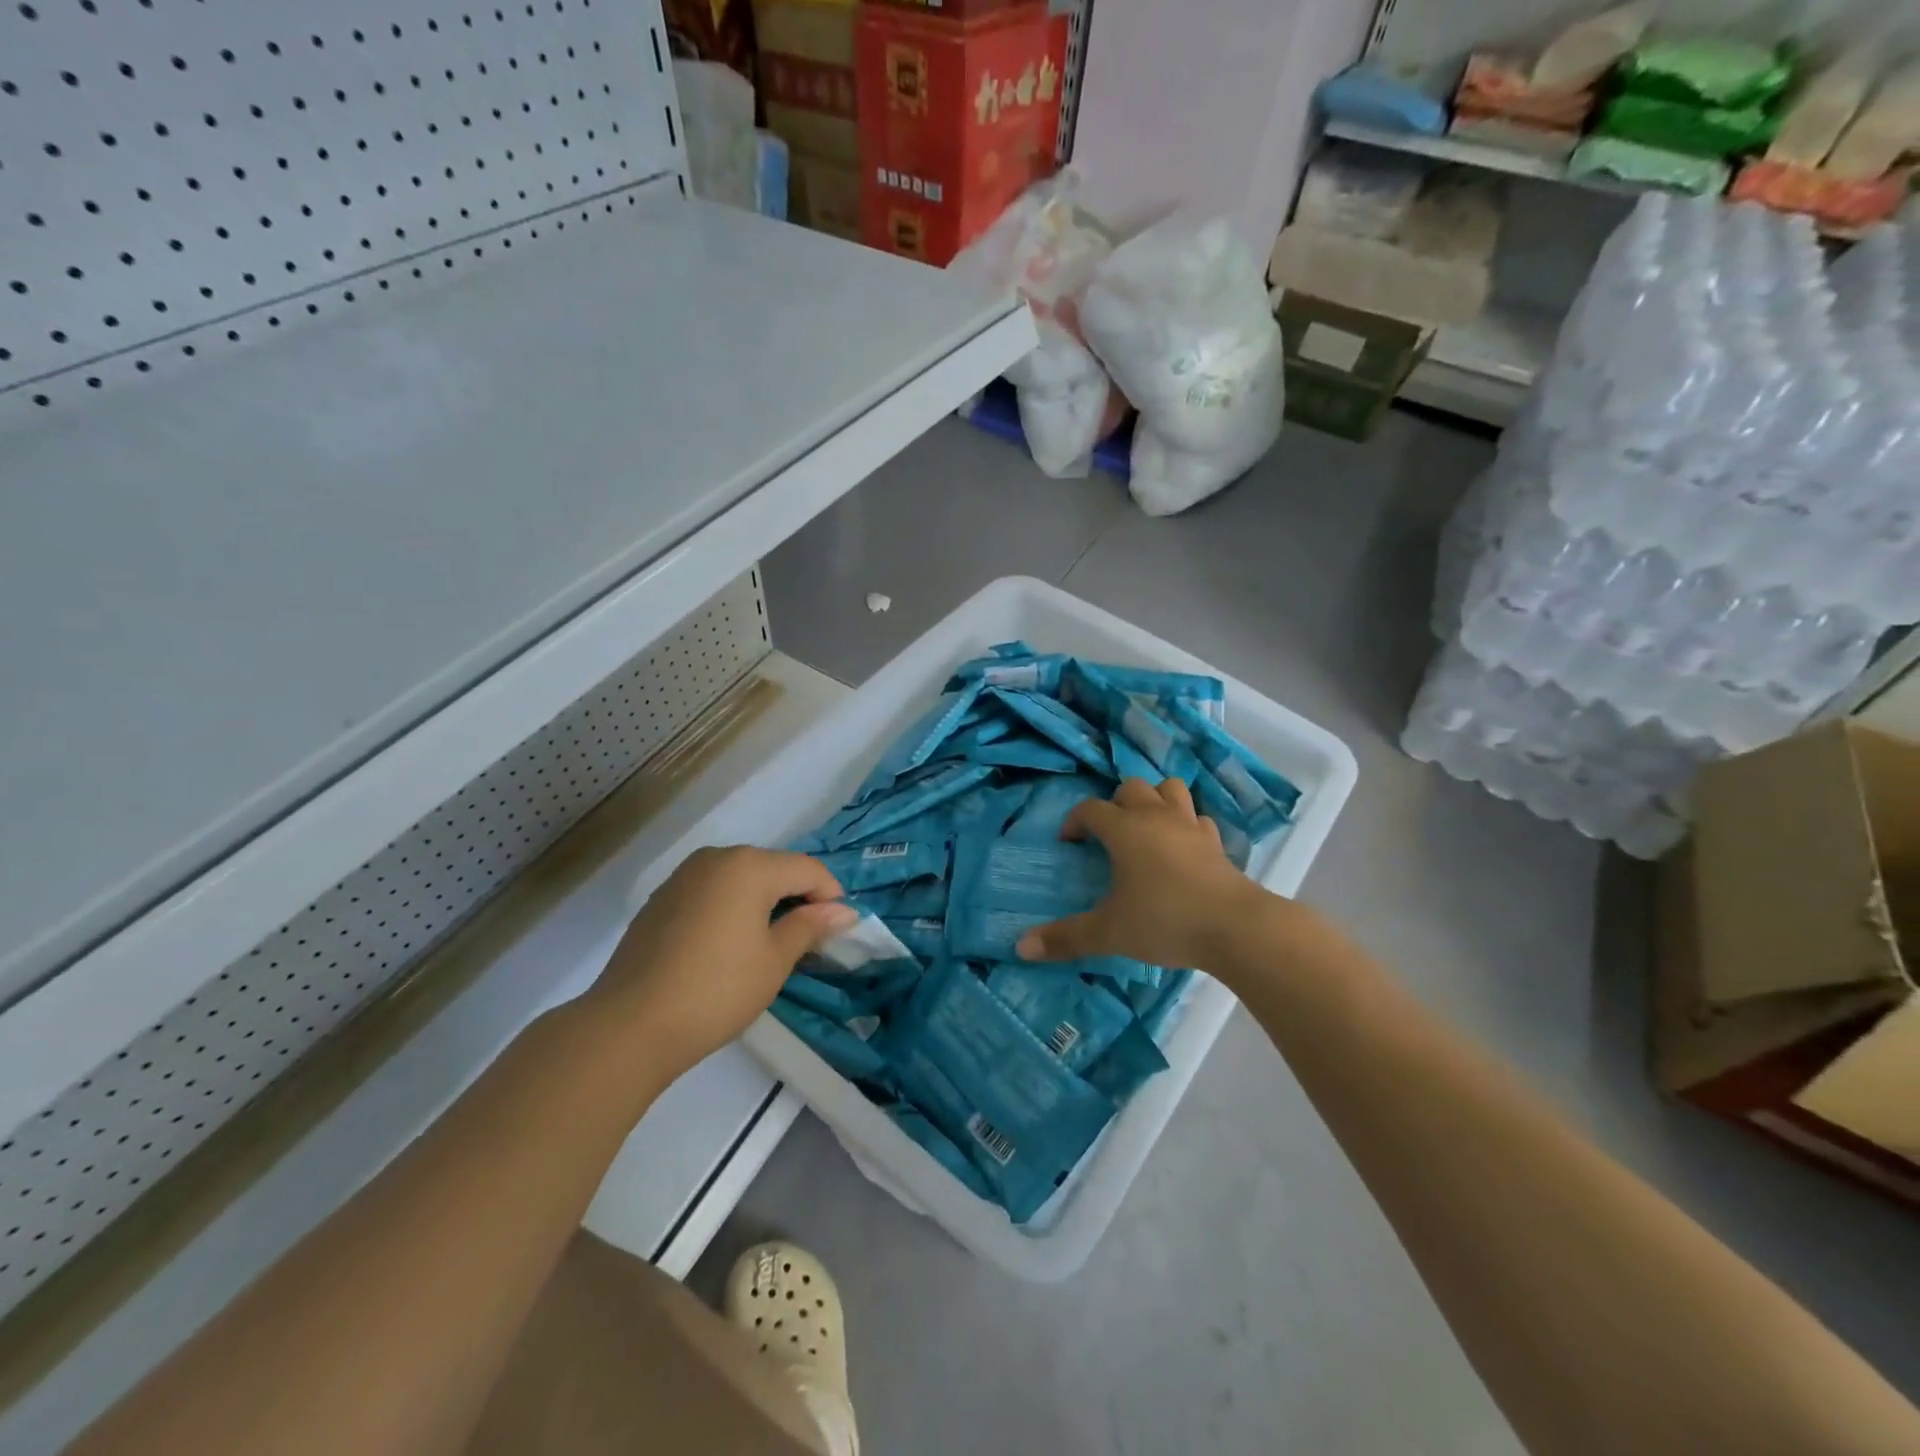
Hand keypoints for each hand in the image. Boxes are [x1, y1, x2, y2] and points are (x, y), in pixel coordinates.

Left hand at [587, 846, 857, 1081]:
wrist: (628, 1025)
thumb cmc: (716, 990)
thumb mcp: (775, 960)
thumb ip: (811, 926)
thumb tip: (844, 911)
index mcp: (749, 865)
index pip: (807, 868)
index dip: (830, 896)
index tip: (839, 931)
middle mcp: (716, 858)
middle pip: (773, 868)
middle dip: (797, 897)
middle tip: (808, 940)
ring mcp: (684, 876)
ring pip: (741, 878)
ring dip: (764, 902)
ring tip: (769, 943)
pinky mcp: (661, 899)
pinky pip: (712, 891)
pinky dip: (731, 908)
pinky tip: (728, 946)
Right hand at [1016, 778, 1272, 971]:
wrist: (1235, 927)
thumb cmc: (1164, 920)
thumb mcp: (1108, 933)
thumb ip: (1066, 938)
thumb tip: (1021, 947)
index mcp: (1125, 830)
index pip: (1091, 809)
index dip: (1075, 821)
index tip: (1069, 842)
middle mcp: (1156, 818)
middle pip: (1132, 787)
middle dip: (1115, 803)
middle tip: (1108, 834)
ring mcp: (1190, 827)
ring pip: (1170, 790)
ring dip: (1155, 800)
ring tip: (1146, 828)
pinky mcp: (1217, 844)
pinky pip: (1198, 820)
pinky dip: (1186, 825)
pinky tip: (1182, 848)